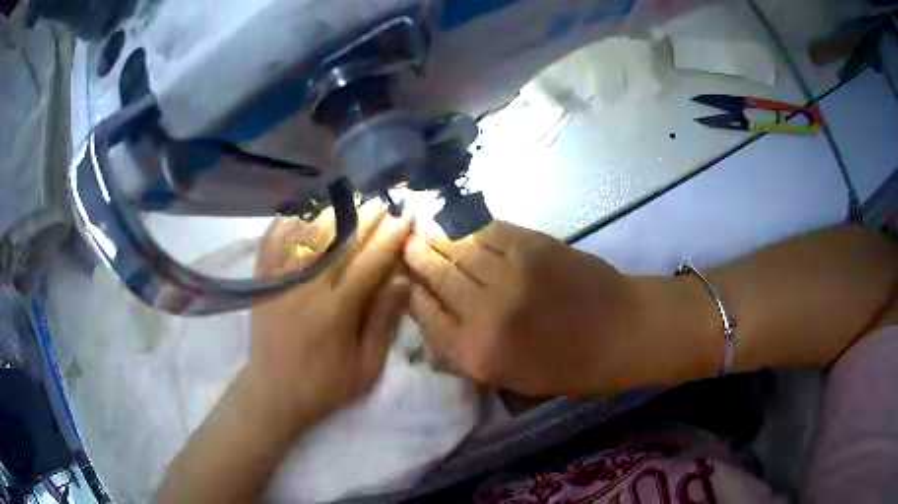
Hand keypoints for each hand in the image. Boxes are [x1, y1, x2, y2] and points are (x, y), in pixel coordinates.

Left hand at [249, 202, 411, 428]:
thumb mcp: (366, 367)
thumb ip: (383, 323)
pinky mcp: (263, 286)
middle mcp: (307, 289)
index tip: (406, 217)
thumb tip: (402, 282)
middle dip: (365, 219)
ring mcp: (281, 284)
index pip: (369, 264)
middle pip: (340, 244)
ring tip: (349, 200)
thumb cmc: (325, 386)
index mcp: (337, 312)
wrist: (274, 394)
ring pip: (307, 239)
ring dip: (330, 216)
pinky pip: (271, 247)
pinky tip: (297, 214)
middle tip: (383, 201)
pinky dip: (284, 227)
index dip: (390, 238)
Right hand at [404, 221, 640, 395]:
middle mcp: (485, 314)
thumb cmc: (570, 366)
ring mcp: (508, 275)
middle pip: (438, 278)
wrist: (623, 331)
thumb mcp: (512, 379)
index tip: (403, 280)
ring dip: (437, 237)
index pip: (428, 317)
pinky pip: (487, 231)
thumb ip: (468, 353)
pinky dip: (470, 227)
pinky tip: (459, 222)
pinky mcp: (530, 246)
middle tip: (404, 243)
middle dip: (417, 258)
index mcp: (478, 354)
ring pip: (459, 250)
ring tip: (422, 228)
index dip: (412, 293)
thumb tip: (436, 318)